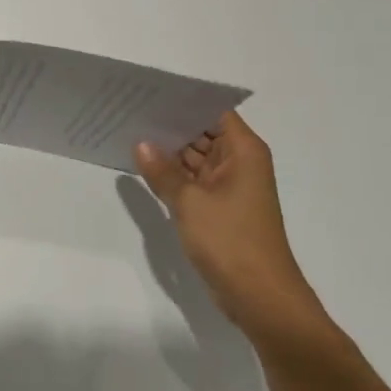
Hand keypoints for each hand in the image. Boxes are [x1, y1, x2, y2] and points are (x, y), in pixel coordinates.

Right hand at [134, 111, 324, 340]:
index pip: (213, 111)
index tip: (150, 92)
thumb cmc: (231, 241)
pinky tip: (143, 166)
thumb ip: (163, 171)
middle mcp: (240, 163)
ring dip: (169, 150)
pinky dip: (173, 175)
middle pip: (203, 132)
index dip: (184, 101)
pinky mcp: (220, 208)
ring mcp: (230, 187)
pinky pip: (194, 181)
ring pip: (196, 158)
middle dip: (170, 124)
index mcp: (243, 151)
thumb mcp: (189, 202)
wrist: (261, 298)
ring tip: (130, 131)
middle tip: (130, 109)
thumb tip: (141, 144)